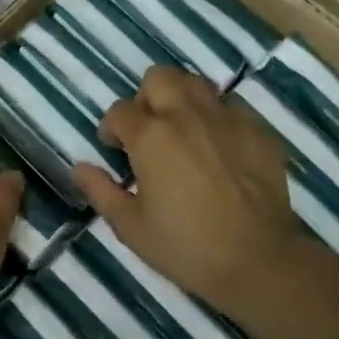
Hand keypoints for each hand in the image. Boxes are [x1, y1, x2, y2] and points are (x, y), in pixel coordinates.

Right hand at [71, 66, 304, 314]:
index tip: (115, 150)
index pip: (120, 111)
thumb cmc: (186, 247)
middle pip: (159, 77)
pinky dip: (217, 119)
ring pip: (197, 84)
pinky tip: (219, 150)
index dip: (111, 129)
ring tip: (182, 133)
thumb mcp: (131, 227)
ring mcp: (227, 118)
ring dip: (182, 100)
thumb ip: (101, 191)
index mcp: (150, 136)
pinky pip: (231, 107)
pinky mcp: (258, 130)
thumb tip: (80, 167)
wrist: (259, 261)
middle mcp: (186, 115)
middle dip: (146, 98)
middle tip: (149, 132)